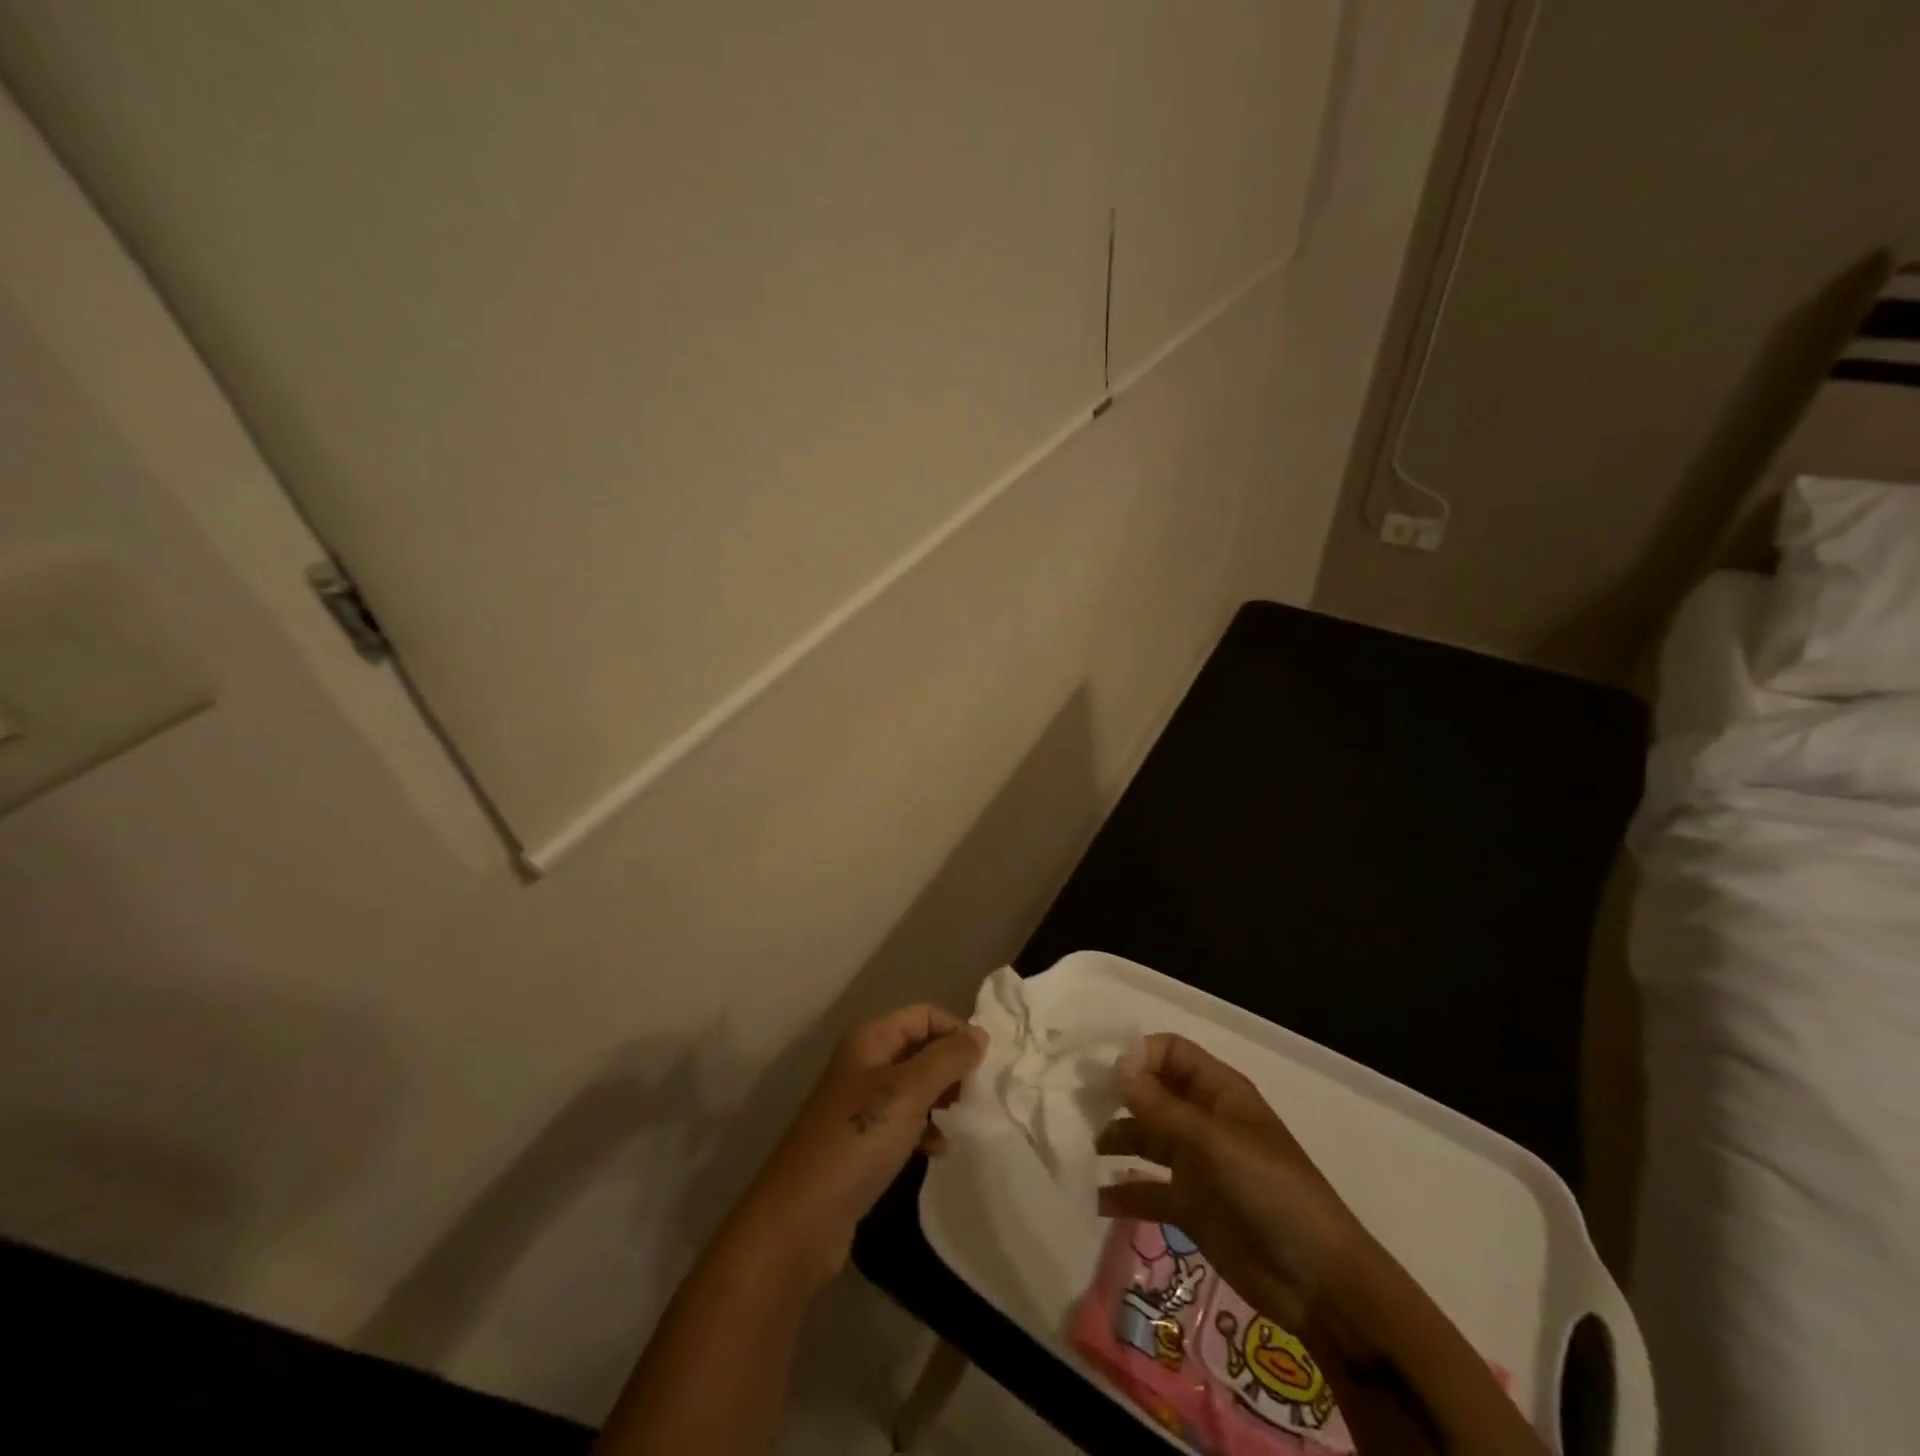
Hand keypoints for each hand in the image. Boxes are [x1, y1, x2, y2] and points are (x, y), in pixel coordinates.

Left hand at [738, 1005, 985, 1289]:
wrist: (800, 1219)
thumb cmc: (857, 1141)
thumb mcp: (908, 1091)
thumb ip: (947, 1058)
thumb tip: (979, 1035)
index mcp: (869, 1039)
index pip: (924, 1014)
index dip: (956, 1030)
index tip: (985, 1063)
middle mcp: (863, 1063)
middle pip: (920, 1047)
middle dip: (951, 1065)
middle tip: (975, 1093)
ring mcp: (860, 1103)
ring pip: (914, 1085)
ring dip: (941, 1098)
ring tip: (960, 1120)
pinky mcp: (861, 1141)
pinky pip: (903, 1121)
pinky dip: (924, 1129)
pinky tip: (936, 1150)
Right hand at [1096, 1033, 1370, 1327]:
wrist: (1317, 1281)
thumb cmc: (1268, 1190)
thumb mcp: (1211, 1141)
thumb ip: (1160, 1106)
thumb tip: (1117, 1066)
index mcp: (1218, 1092)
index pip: (1170, 1052)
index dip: (1139, 1055)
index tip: (1104, 1074)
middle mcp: (1203, 1119)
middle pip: (1153, 1092)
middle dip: (1118, 1095)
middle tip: (1079, 1107)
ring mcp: (1196, 1164)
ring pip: (1145, 1137)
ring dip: (1116, 1138)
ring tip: (1084, 1147)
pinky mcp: (1190, 1207)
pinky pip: (1147, 1190)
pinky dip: (1122, 1193)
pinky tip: (1095, 1198)